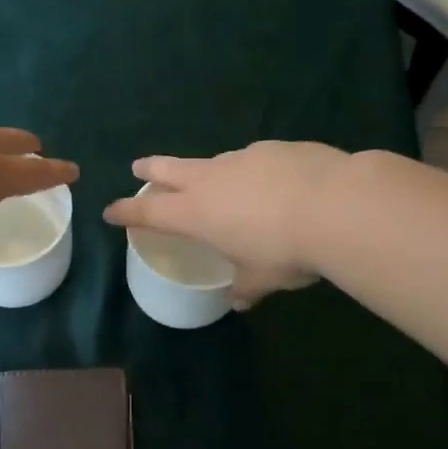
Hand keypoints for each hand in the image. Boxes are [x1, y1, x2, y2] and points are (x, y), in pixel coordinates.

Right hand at [102, 141, 348, 308]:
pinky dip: (251, 171)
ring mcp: (243, 158)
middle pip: (169, 169)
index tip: (109, 210)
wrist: (338, 205)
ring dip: (206, 171)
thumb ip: (246, 287)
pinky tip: (272, 182)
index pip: (149, 212)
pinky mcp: (276, 147)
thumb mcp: (262, 279)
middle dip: (151, 170)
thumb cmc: (285, 250)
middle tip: (139, 167)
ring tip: (217, 182)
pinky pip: (253, 160)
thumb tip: (240, 301)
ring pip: (213, 162)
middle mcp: (212, 180)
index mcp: (196, 214)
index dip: (126, 211)